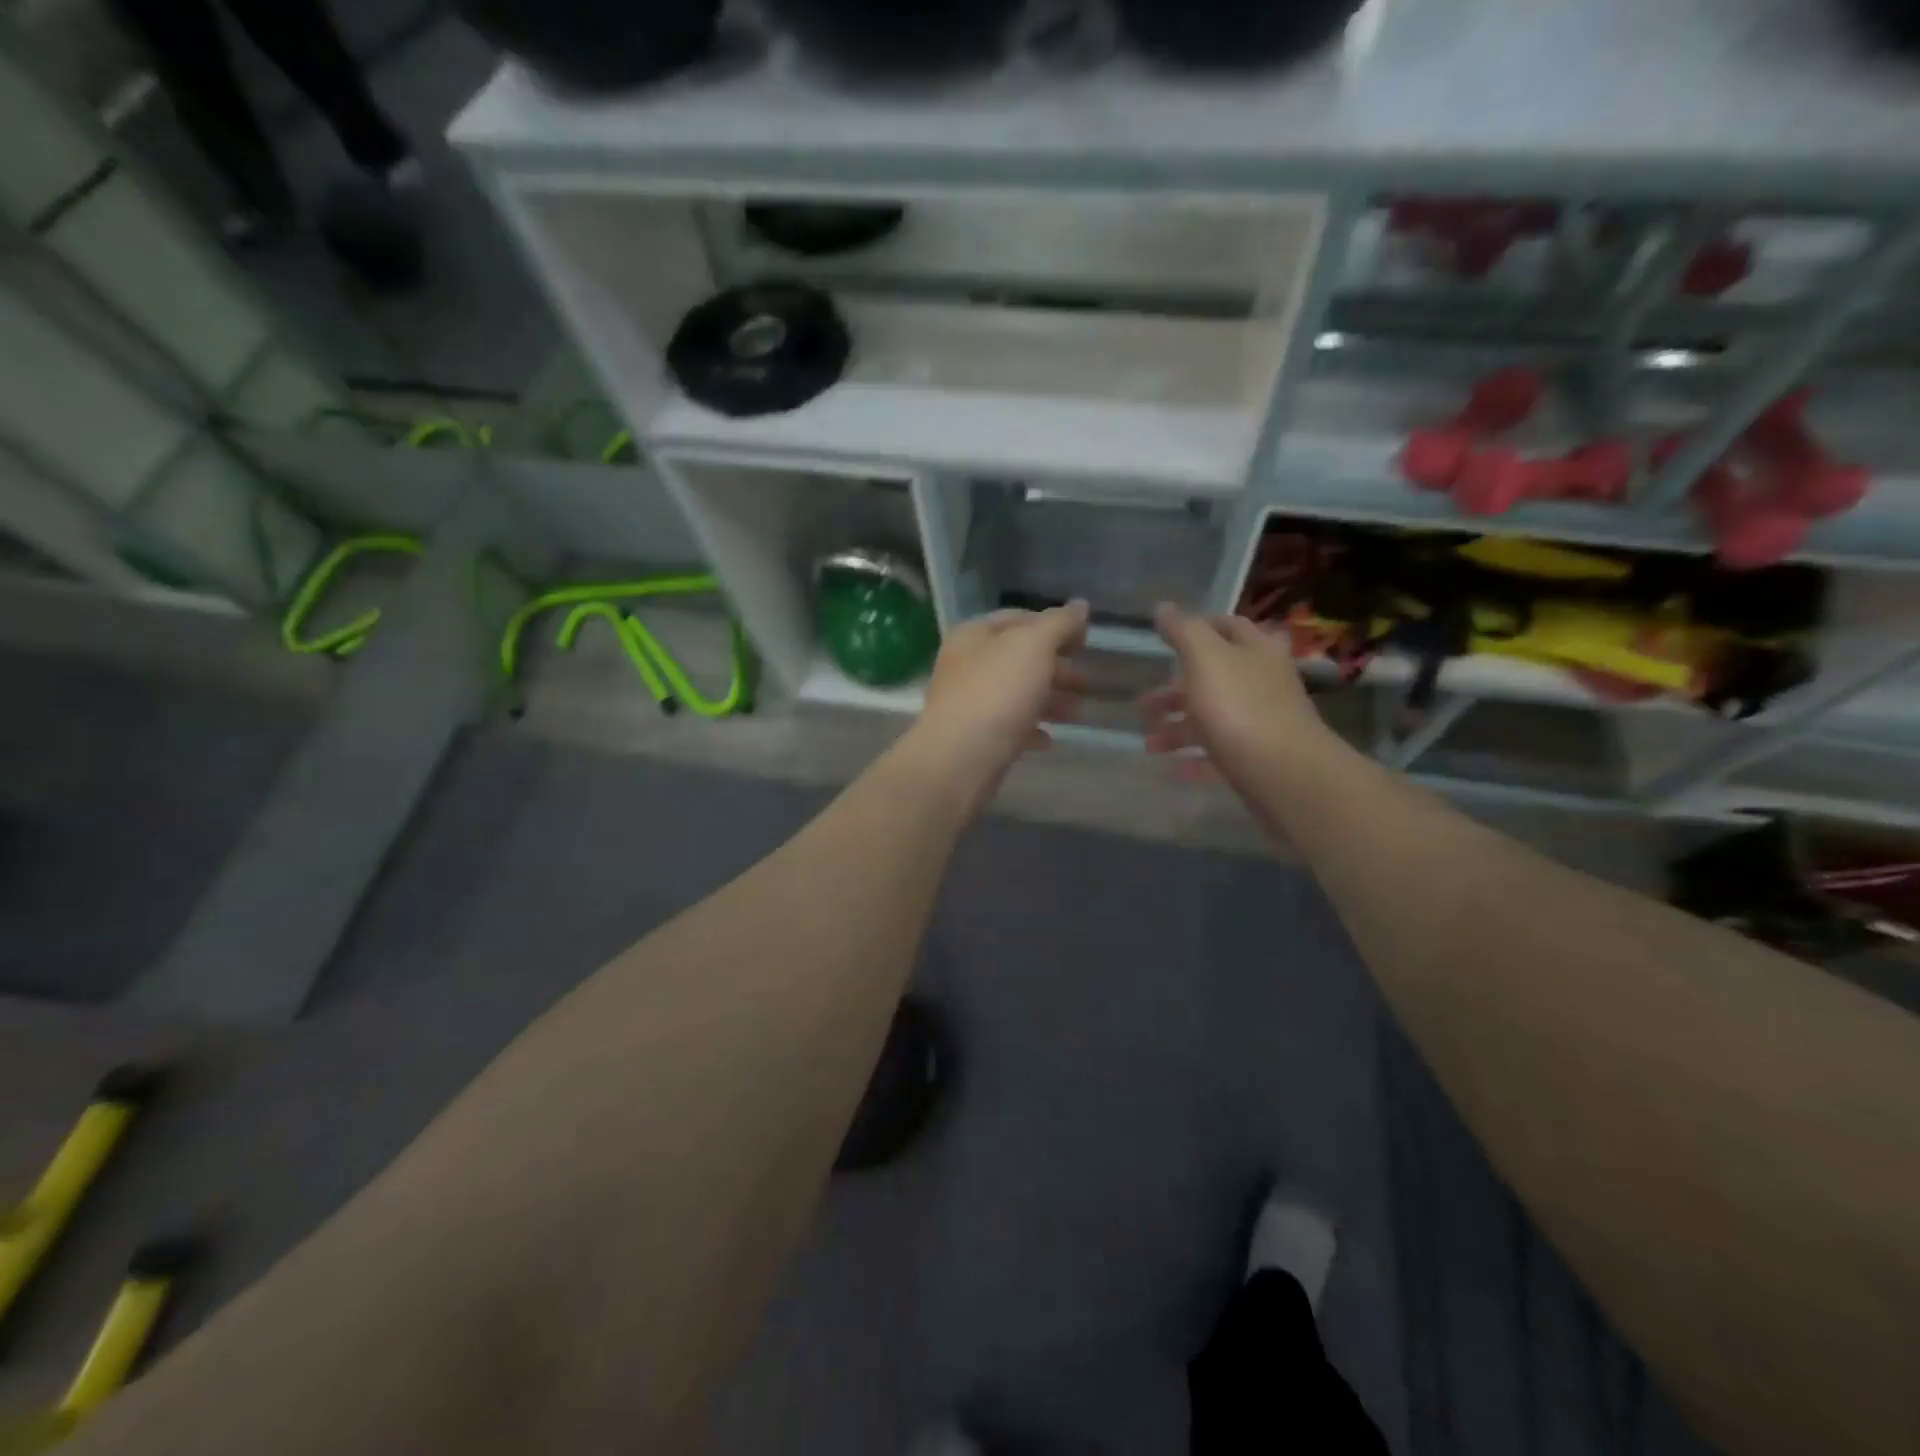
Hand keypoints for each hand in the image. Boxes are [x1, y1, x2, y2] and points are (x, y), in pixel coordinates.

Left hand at [907, 601, 1090, 804]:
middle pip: (1020, 658)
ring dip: (1050, 700)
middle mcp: (967, 664)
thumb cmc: (997, 694)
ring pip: (1017, 693)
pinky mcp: (974, 737)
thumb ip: (1059, 624)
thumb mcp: (1034, 647)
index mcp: (975, 635)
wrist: (959, 759)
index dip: (1055, 626)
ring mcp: (969, 702)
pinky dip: (1031, 729)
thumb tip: (1080, 605)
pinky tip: (1048, 740)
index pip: (1020, 618)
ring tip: (1077, 714)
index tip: (1085, 642)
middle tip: (1086, 683)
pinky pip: (1008, 727)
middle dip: (1057, 668)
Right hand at [1139, 604, 1344, 791]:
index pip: (1228, 626)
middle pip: (1214, 677)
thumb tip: (1163, 607)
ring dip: (1178, 728)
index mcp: (1255, 649)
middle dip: (1175, 691)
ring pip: (1213, 716)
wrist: (1283, 772)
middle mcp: (1263, 680)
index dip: (1197, 628)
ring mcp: (1263, 719)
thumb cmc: (1239, 706)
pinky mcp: (1259, 755)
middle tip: (1145, 704)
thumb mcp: (1205, 658)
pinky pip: (1221, 751)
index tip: (1165, 640)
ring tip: (1151, 744)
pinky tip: (1176, 769)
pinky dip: (1196, 757)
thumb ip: (1183, 631)